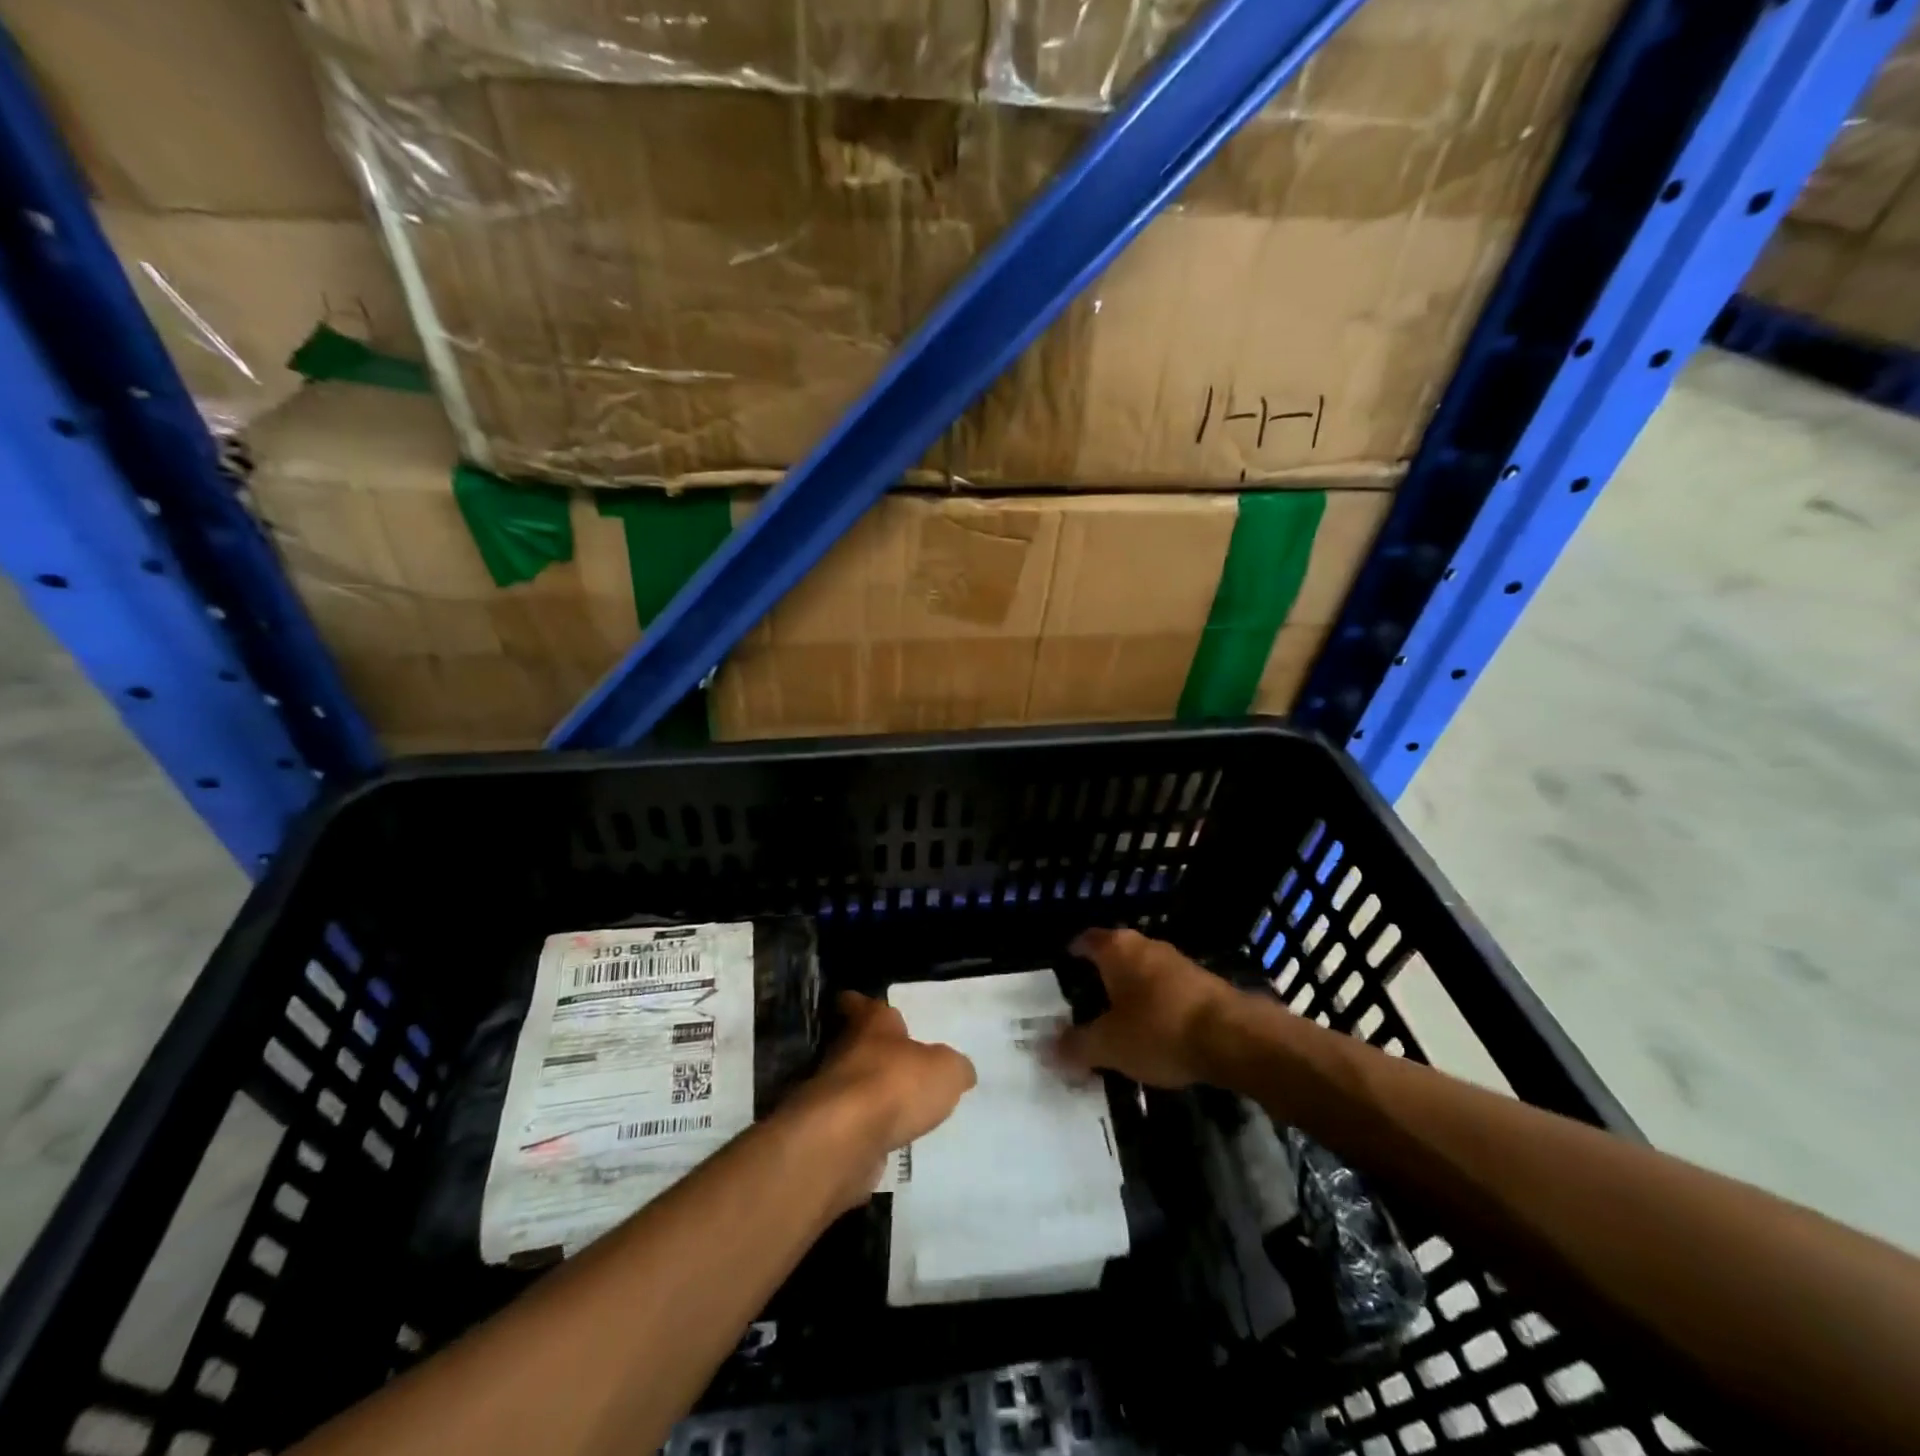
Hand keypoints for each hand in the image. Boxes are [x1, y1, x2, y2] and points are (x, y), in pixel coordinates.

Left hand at [794, 992, 975, 1181]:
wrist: (844, 1140)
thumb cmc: (896, 1085)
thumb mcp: (946, 1070)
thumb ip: (954, 1067)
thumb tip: (960, 1072)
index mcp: (871, 1025)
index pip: (861, 1005)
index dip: (862, 1005)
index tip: (862, 1006)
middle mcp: (846, 1052)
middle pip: (856, 1045)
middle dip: (874, 1053)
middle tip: (898, 1061)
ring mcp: (831, 1093)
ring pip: (853, 1085)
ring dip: (869, 1093)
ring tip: (898, 1105)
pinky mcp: (827, 1131)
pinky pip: (850, 1124)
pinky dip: (864, 1129)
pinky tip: (886, 1138)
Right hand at [1055, 928, 1238, 1088]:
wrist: (1234, 1038)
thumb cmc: (1159, 1030)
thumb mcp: (1109, 1045)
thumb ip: (1075, 1046)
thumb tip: (1044, 1049)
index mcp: (1117, 949)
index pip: (1087, 940)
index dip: (1074, 951)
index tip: (1064, 964)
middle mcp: (1146, 946)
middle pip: (1116, 953)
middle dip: (1103, 973)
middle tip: (1086, 997)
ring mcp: (1178, 962)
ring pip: (1144, 971)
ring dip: (1132, 990)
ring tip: (1119, 1017)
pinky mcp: (1203, 984)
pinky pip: (1168, 990)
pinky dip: (1156, 1004)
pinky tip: (1155, 1030)